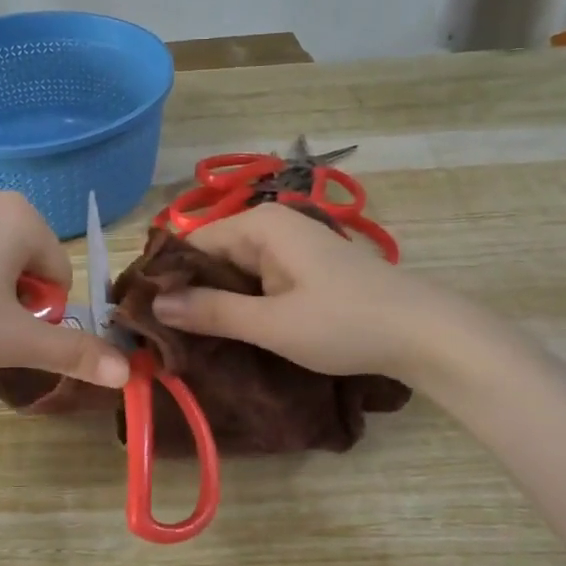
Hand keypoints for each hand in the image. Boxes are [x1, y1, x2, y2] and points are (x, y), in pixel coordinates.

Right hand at [151, 204, 434, 379]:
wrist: (424, 333)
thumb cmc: (345, 323)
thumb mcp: (272, 323)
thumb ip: (212, 311)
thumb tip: (155, 305)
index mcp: (259, 225)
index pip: (190, 244)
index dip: (165, 279)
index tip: (142, 317)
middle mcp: (272, 226)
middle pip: (211, 256)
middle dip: (187, 293)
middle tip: (159, 337)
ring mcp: (290, 247)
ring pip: (233, 272)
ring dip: (213, 303)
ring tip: (184, 341)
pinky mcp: (303, 270)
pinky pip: (257, 281)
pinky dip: (240, 304)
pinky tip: (227, 333)